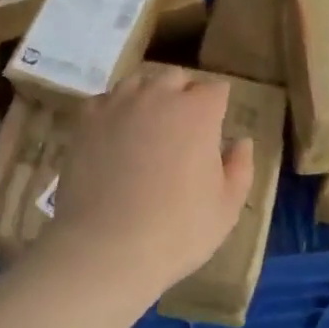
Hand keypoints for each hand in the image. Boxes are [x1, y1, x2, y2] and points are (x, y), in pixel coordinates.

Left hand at [43, 65, 253, 297]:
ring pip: (139, 82)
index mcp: (199, 111)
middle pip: (177, 78)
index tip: (216, 128)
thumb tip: (241, 141)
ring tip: (147, 127)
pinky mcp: (87, 121)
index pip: (217, 89)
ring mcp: (120, 104)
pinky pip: (104, 100)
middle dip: (184, 95)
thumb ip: (240, 167)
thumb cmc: (176, 231)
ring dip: (148, 97)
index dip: (218, 107)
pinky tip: (114, 135)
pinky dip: (113, 111)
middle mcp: (160, 95)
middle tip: (182, 129)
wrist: (105, 250)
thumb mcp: (226, 207)